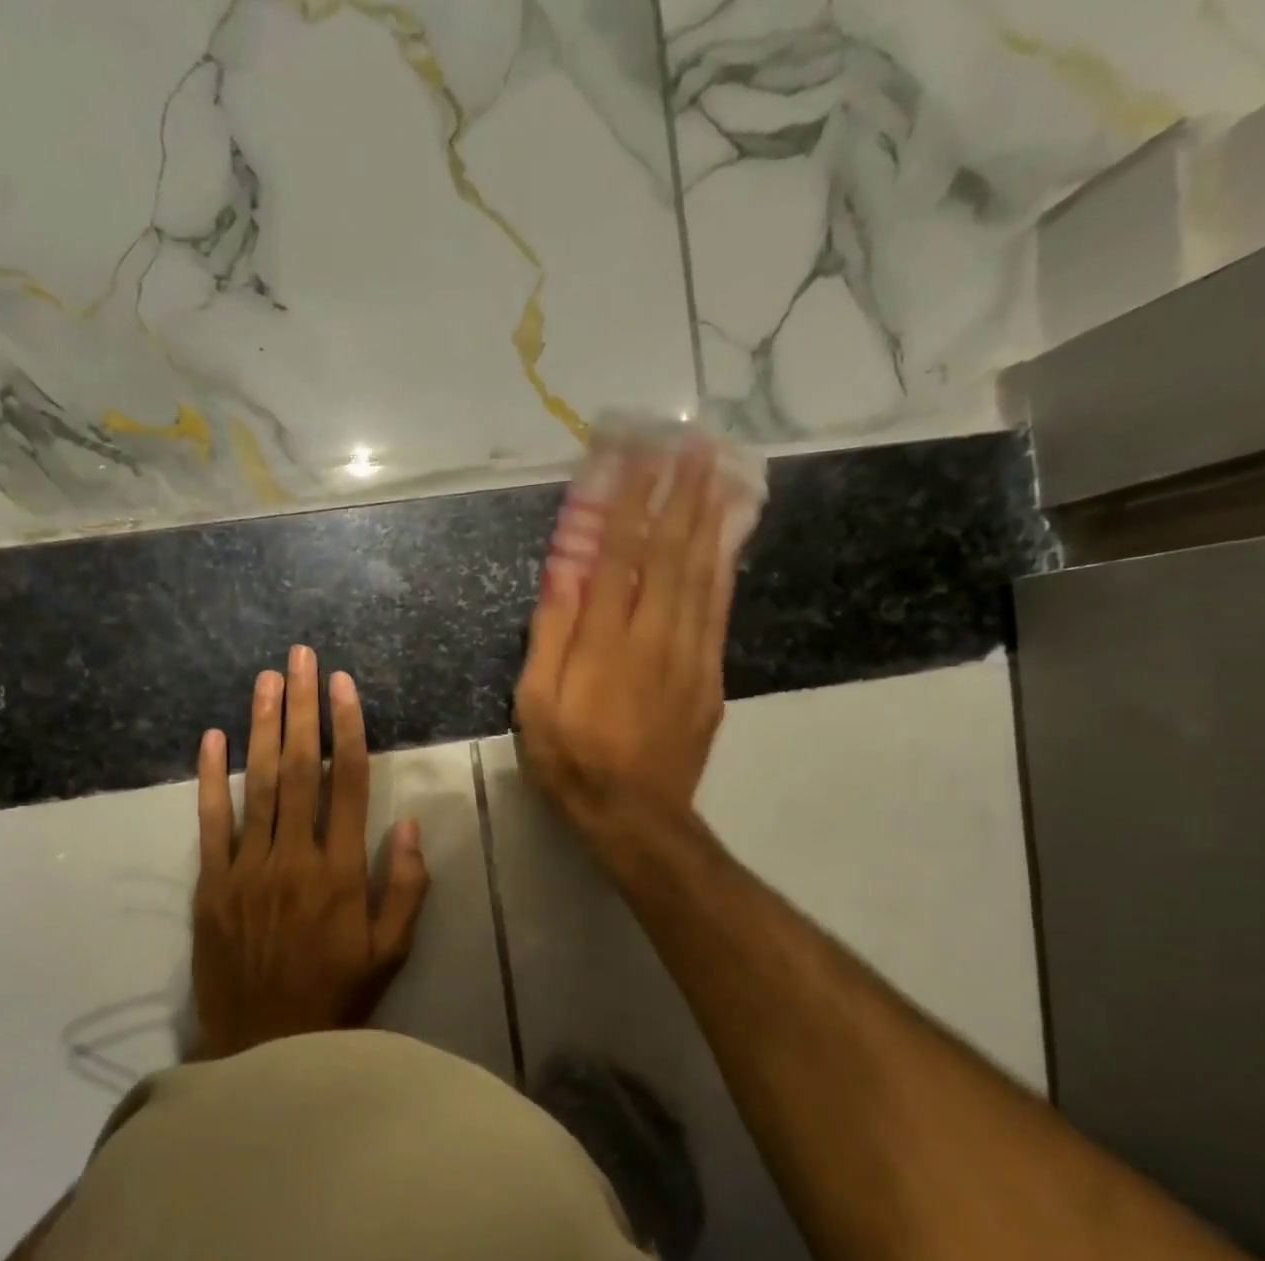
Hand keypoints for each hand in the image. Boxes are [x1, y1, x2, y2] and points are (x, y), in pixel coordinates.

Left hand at [191, 646, 431, 1059]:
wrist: (263, 1048)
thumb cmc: (337, 995)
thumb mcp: (391, 951)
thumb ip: (405, 886)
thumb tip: (406, 823)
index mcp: (341, 871)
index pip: (348, 783)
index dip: (346, 728)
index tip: (342, 685)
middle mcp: (294, 857)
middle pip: (300, 768)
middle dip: (302, 707)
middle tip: (301, 658)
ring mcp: (247, 869)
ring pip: (257, 785)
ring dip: (262, 727)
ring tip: (267, 679)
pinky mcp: (211, 885)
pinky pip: (210, 824)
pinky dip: (210, 779)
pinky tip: (211, 738)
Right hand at [515, 436, 732, 851]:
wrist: (635, 815)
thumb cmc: (572, 760)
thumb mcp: (536, 705)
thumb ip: (550, 636)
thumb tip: (562, 573)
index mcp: (603, 643)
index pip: (618, 556)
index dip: (629, 502)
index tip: (638, 454)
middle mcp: (652, 637)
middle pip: (670, 554)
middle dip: (680, 494)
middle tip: (694, 443)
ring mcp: (689, 655)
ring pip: (702, 575)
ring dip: (709, 519)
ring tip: (719, 471)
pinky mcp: (710, 676)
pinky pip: (719, 611)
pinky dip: (724, 568)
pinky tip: (728, 539)